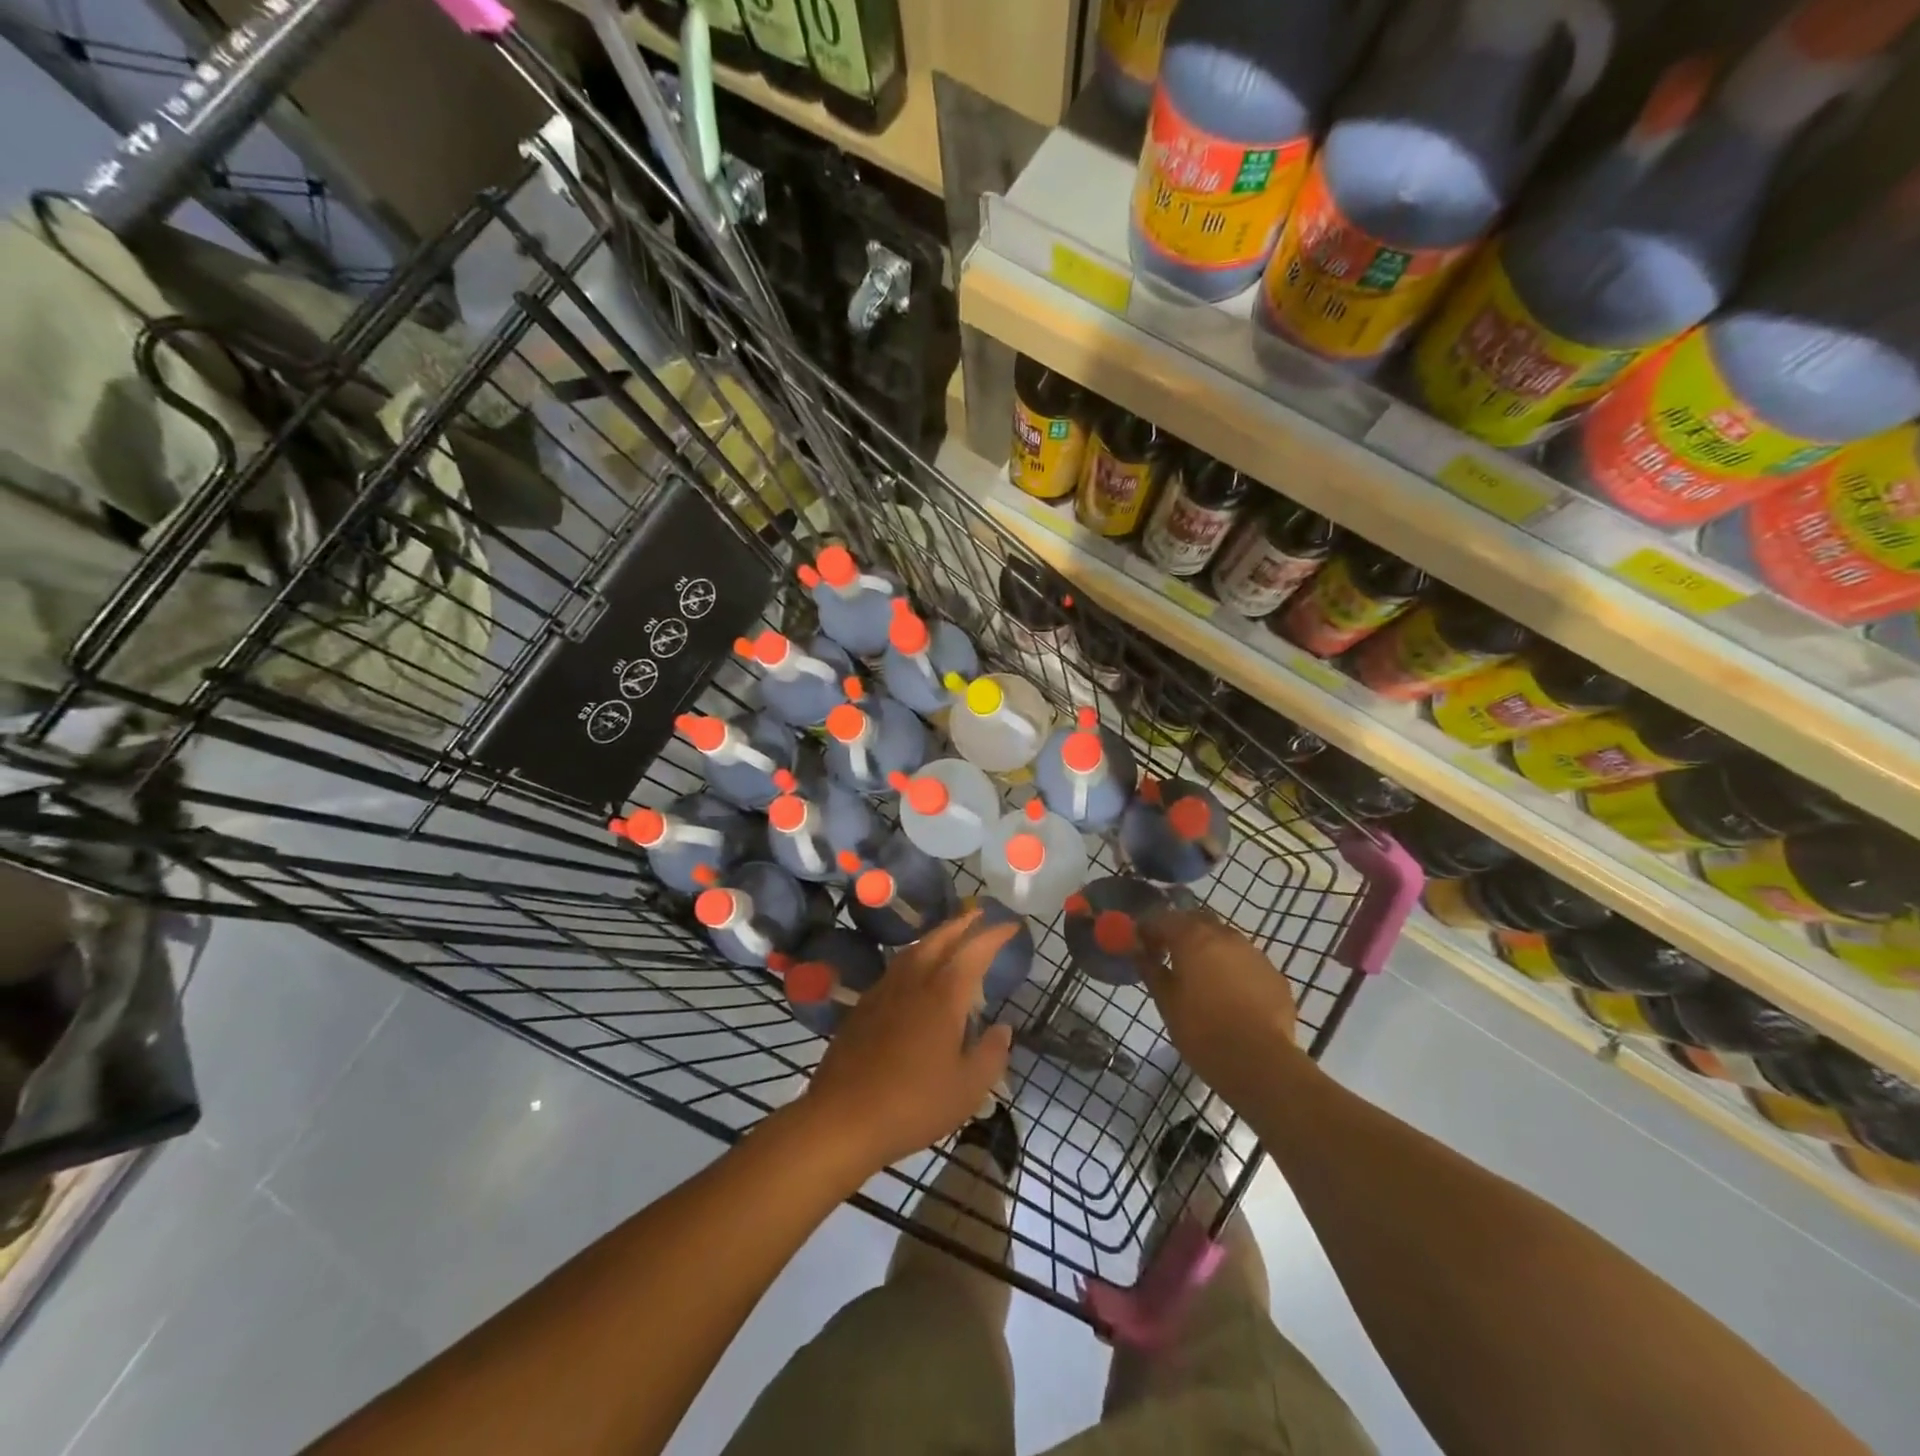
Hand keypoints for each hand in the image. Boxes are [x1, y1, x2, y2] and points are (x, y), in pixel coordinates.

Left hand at [802, 910, 1016, 1171]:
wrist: (843, 1117)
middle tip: (979, 914)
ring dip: (936, 936)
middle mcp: (914, 982)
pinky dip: (914, 956)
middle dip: (962, 924)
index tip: (1011, 926)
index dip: (994, 936)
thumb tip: (1003, 1029)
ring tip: (950, 935)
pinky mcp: (864, 1005)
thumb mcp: (967, 1089)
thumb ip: (990, 1054)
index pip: (974, 952)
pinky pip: (896, 966)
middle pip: (940, 939)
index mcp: (944, 995)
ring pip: (914, 949)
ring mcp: (885, 991)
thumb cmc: (914, 1104)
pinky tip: (915, 971)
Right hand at [1138, 907, 1305, 1102]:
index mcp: (1193, 938)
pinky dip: (1233, 968)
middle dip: (1180, 932)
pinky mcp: (1274, 975)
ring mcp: (1254, 953)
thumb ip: (1151, 971)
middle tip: (1169, 955)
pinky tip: (1229, 994)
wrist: (1260, 1062)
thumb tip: (1139, 952)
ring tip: (1201, 976)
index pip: (1162, 919)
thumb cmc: (1202, 1031)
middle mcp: (1225, 936)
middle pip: (1197, 921)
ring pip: (1225, 940)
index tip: (1140, 945)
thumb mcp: (1166, 1002)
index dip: (1148, 930)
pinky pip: (1246, 962)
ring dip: (1209, 949)